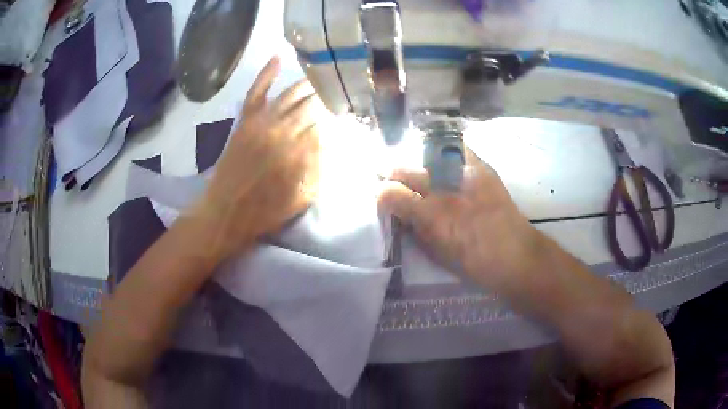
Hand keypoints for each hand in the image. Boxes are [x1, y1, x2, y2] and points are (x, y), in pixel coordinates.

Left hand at [195, 56, 320, 260]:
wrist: (225, 212)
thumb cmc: (266, 211)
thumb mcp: (303, 198)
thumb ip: (320, 168)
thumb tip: (332, 142)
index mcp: (299, 152)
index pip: (327, 124)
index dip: (339, 118)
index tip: (348, 116)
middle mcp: (283, 130)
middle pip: (313, 105)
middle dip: (329, 99)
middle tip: (340, 96)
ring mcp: (262, 122)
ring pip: (291, 94)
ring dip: (310, 85)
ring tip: (324, 80)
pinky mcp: (246, 120)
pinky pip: (257, 91)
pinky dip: (267, 73)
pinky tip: (280, 57)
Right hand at [378, 150, 544, 289]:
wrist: (516, 255)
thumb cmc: (473, 262)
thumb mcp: (435, 251)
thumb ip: (413, 228)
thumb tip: (397, 210)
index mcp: (429, 216)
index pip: (390, 193)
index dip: (380, 192)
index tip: (378, 192)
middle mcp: (443, 190)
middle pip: (403, 168)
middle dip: (390, 170)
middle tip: (386, 173)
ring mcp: (462, 174)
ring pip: (424, 153)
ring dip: (413, 159)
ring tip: (411, 163)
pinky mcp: (482, 167)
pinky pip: (455, 148)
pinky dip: (443, 150)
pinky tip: (440, 157)